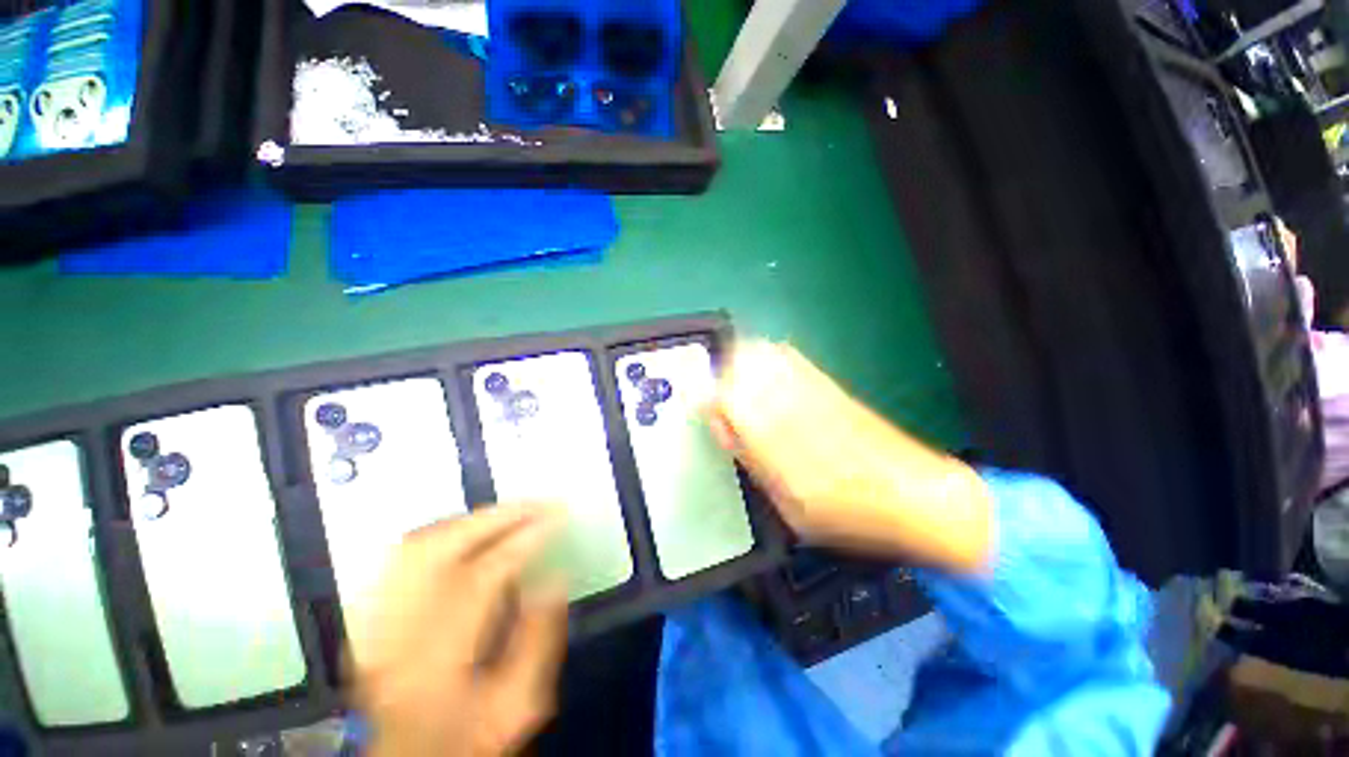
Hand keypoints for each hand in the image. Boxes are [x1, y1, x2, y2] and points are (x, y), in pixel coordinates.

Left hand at [351, 504, 568, 756]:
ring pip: (417, 546)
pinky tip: (463, 531)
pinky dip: (437, 535)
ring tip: (508, 512)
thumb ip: (540, 639)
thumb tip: (556, 576)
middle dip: (498, 516)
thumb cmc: (468, 739)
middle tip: (536, 503)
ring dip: (469, 521)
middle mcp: (396, 632)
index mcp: (437, 661)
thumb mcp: (518, 705)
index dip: (526, 537)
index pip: (486, 574)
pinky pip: (397, 560)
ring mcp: (374, 623)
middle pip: (443, 548)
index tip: (557, 516)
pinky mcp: (367, 619)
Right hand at [709, 341, 993, 573]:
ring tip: (737, 383)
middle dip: (721, 372)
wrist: (912, 494)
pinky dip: (768, 357)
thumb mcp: (784, 501)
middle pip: (741, 361)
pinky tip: (767, 375)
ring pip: (763, 351)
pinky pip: (788, 356)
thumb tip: (721, 425)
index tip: (699, 406)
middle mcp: (789, 400)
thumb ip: (747, 457)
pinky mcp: (828, 383)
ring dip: (742, 360)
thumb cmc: (843, 512)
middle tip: (718, 395)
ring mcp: (810, 386)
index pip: (722, 396)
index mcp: (773, 433)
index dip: (704, 398)